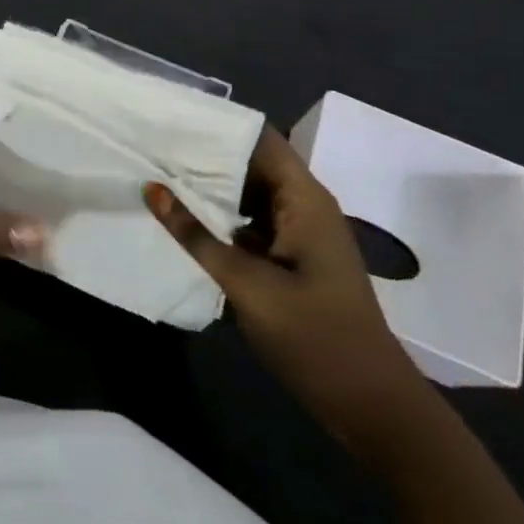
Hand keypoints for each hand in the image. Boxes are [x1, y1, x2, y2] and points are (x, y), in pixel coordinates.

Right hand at [145, 127, 430, 456]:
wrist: (370, 404)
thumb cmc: (314, 336)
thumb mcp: (246, 284)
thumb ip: (196, 235)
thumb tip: (152, 188)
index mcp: (304, 198)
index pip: (259, 138)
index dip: (218, 124)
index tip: (171, 119)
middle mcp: (305, 205)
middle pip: (253, 163)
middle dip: (206, 156)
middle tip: (154, 147)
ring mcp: (301, 233)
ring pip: (251, 195)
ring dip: (213, 188)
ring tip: (161, 176)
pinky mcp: (293, 259)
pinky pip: (254, 224)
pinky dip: (223, 218)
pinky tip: (186, 221)